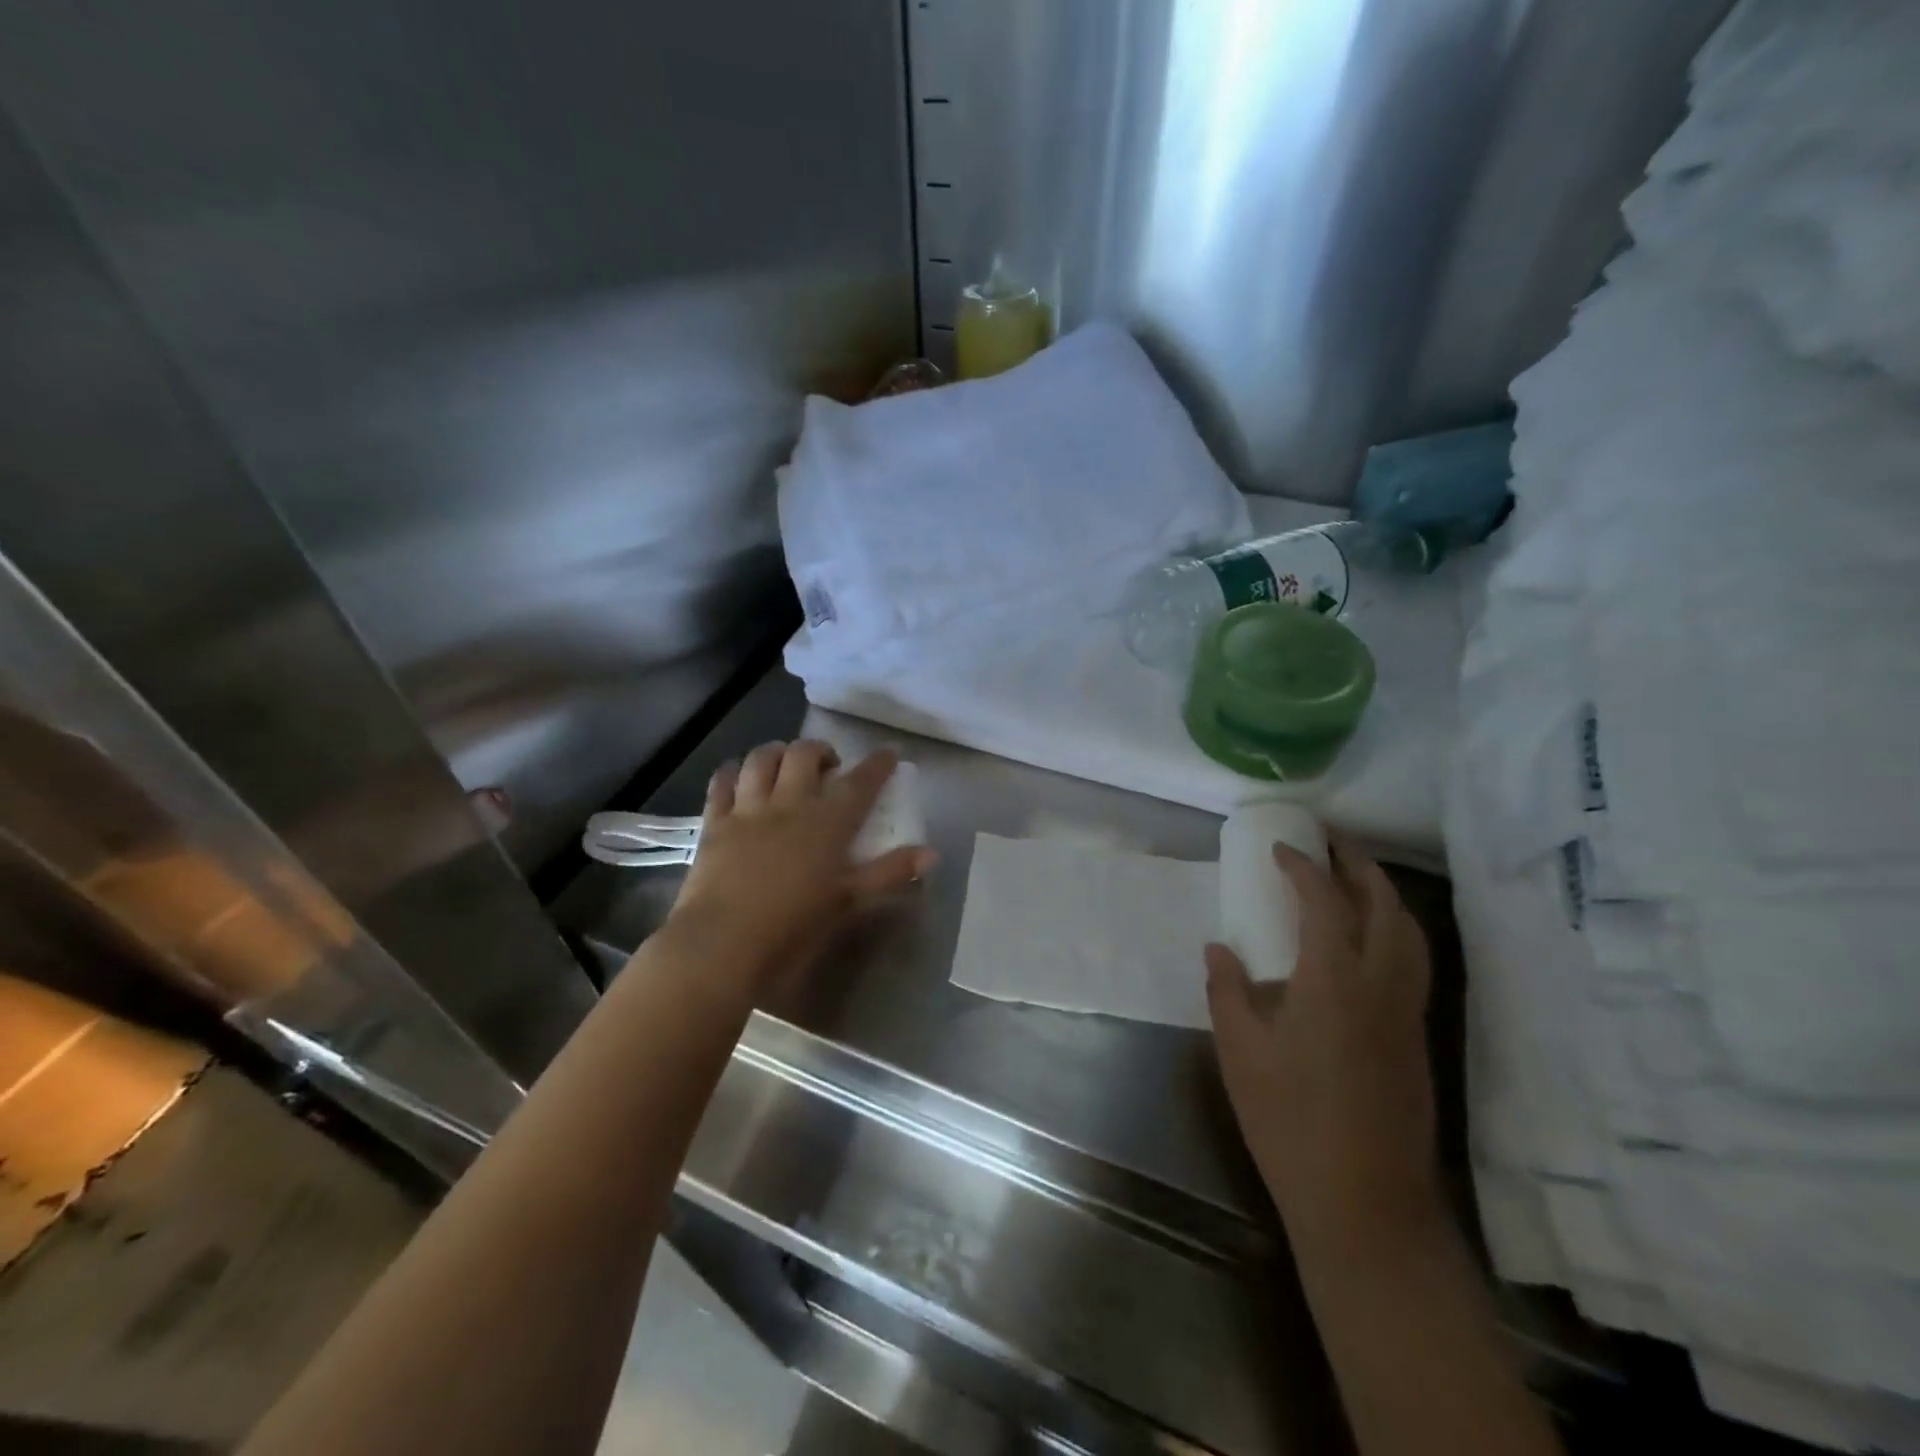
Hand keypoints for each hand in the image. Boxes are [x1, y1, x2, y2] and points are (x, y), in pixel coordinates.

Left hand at [666, 740, 933, 989]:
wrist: (724, 944)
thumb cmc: (794, 925)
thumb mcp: (849, 902)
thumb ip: (890, 872)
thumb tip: (931, 854)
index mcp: (828, 823)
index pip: (860, 782)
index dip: (877, 764)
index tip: (888, 754)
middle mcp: (790, 803)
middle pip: (805, 755)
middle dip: (821, 750)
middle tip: (829, 765)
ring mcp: (749, 809)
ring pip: (762, 759)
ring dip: (777, 752)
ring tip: (785, 762)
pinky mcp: (715, 822)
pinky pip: (722, 782)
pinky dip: (733, 771)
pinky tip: (739, 776)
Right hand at [1206, 842, 1438, 1253]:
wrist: (1365, 1202)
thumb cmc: (1289, 1121)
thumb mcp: (1240, 1052)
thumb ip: (1227, 990)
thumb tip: (1220, 947)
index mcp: (1334, 981)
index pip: (1325, 902)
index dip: (1304, 868)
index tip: (1281, 850)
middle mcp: (1381, 985)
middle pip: (1384, 906)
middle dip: (1359, 866)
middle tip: (1331, 843)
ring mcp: (1406, 1013)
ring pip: (1410, 934)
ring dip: (1384, 895)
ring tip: (1355, 879)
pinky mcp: (1416, 1039)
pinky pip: (1413, 962)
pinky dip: (1395, 930)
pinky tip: (1368, 942)